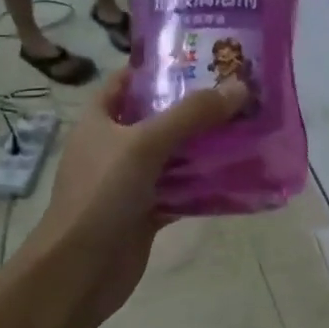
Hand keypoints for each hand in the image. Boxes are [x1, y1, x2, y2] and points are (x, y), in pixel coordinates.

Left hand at [28, 71, 246, 327]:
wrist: (79, 271)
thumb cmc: (101, 195)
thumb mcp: (144, 144)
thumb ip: (191, 115)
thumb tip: (239, 88)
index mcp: (100, 119)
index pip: (128, 80)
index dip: (159, 66)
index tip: (201, 57)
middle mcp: (115, 145)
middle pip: (158, 117)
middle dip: (195, 106)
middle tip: (239, 91)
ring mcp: (131, 181)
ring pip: (174, 155)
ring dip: (206, 145)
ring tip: (249, 126)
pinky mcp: (147, 211)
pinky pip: (182, 190)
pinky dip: (206, 184)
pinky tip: (239, 174)